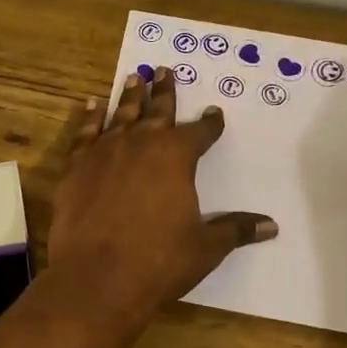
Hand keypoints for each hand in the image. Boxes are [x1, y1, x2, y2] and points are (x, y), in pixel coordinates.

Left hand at [49, 68, 276, 324]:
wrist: (96, 277)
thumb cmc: (158, 261)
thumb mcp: (205, 247)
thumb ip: (235, 230)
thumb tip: (271, 226)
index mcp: (176, 157)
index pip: (199, 133)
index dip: (209, 124)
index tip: (214, 113)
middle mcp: (141, 144)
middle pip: (157, 111)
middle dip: (165, 92)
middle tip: (165, 70)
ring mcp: (104, 152)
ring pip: (121, 115)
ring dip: (130, 96)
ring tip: (135, 77)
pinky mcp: (75, 167)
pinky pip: (84, 133)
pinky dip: (90, 117)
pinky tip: (92, 105)